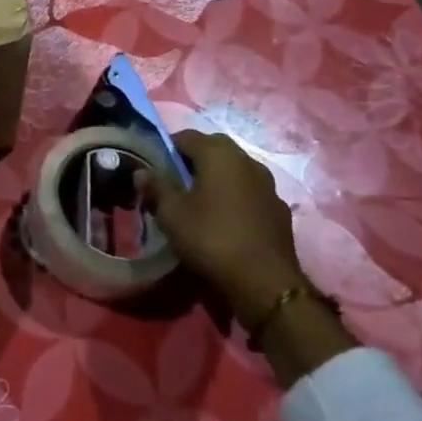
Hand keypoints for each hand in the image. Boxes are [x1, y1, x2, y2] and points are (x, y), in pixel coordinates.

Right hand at [146, 128, 307, 321]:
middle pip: (214, 149)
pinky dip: (235, 198)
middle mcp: (247, 161)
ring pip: (235, 171)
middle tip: (174, 182)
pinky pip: (250, 193)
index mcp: (219, 154)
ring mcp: (268, 186)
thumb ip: (155, 187)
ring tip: (199, 201)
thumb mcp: (171, 213)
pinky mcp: (280, 211)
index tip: (154, 166)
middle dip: (193, 160)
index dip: (167, 148)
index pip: (186, 136)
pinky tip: (225, 220)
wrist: (266, 284)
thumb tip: (141, 172)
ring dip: (217, 179)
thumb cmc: (211, 238)